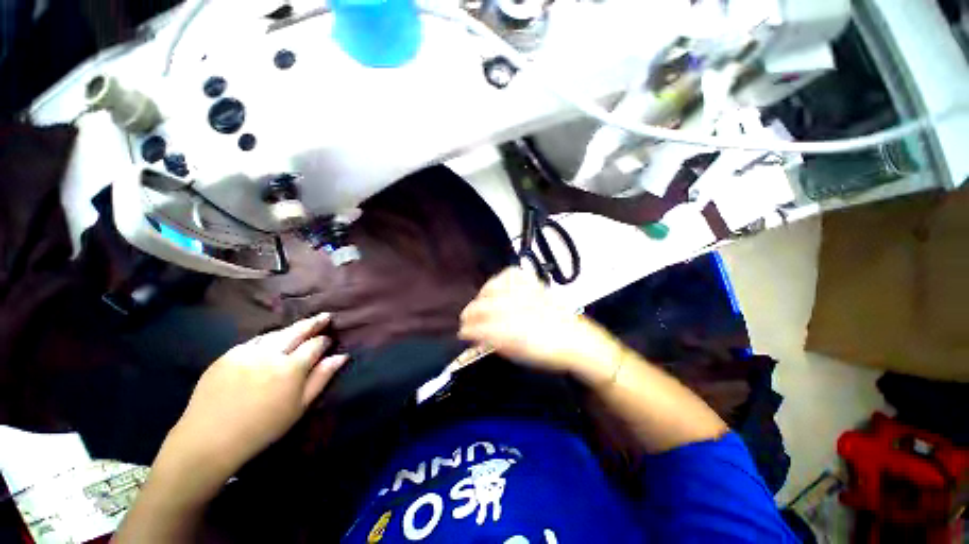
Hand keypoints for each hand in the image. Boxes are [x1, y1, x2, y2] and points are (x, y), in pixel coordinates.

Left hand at [163, 313, 347, 477]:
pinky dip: (269, 338)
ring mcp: (247, 352)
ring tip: (301, 327)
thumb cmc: (262, 427)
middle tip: (325, 316)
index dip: (325, 340)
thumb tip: (341, 356)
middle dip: (313, 323)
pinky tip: (272, 340)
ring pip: (276, 333)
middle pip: (297, 331)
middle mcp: (270, 354)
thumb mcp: (299, 406)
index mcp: (291, 368)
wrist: (209, 439)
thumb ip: (322, 377)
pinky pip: (254, 340)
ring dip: (291, 329)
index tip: (329, 340)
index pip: (315, 344)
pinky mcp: (228, 355)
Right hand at [459, 268, 617, 375]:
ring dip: (482, 295)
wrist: (576, 340)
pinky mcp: (535, 285)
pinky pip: (512, 274)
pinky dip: (500, 279)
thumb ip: (496, 343)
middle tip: (465, 319)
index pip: (483, 328)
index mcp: (516, 333)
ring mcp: (528, 294)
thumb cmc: (547, 352)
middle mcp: (521, 310)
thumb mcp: (519, 355)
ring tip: (479, 302)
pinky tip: (497, 287)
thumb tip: (477, 337)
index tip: (462, 332)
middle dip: (470, 313)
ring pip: (495, 287)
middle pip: (485, 306)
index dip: (468, 330)